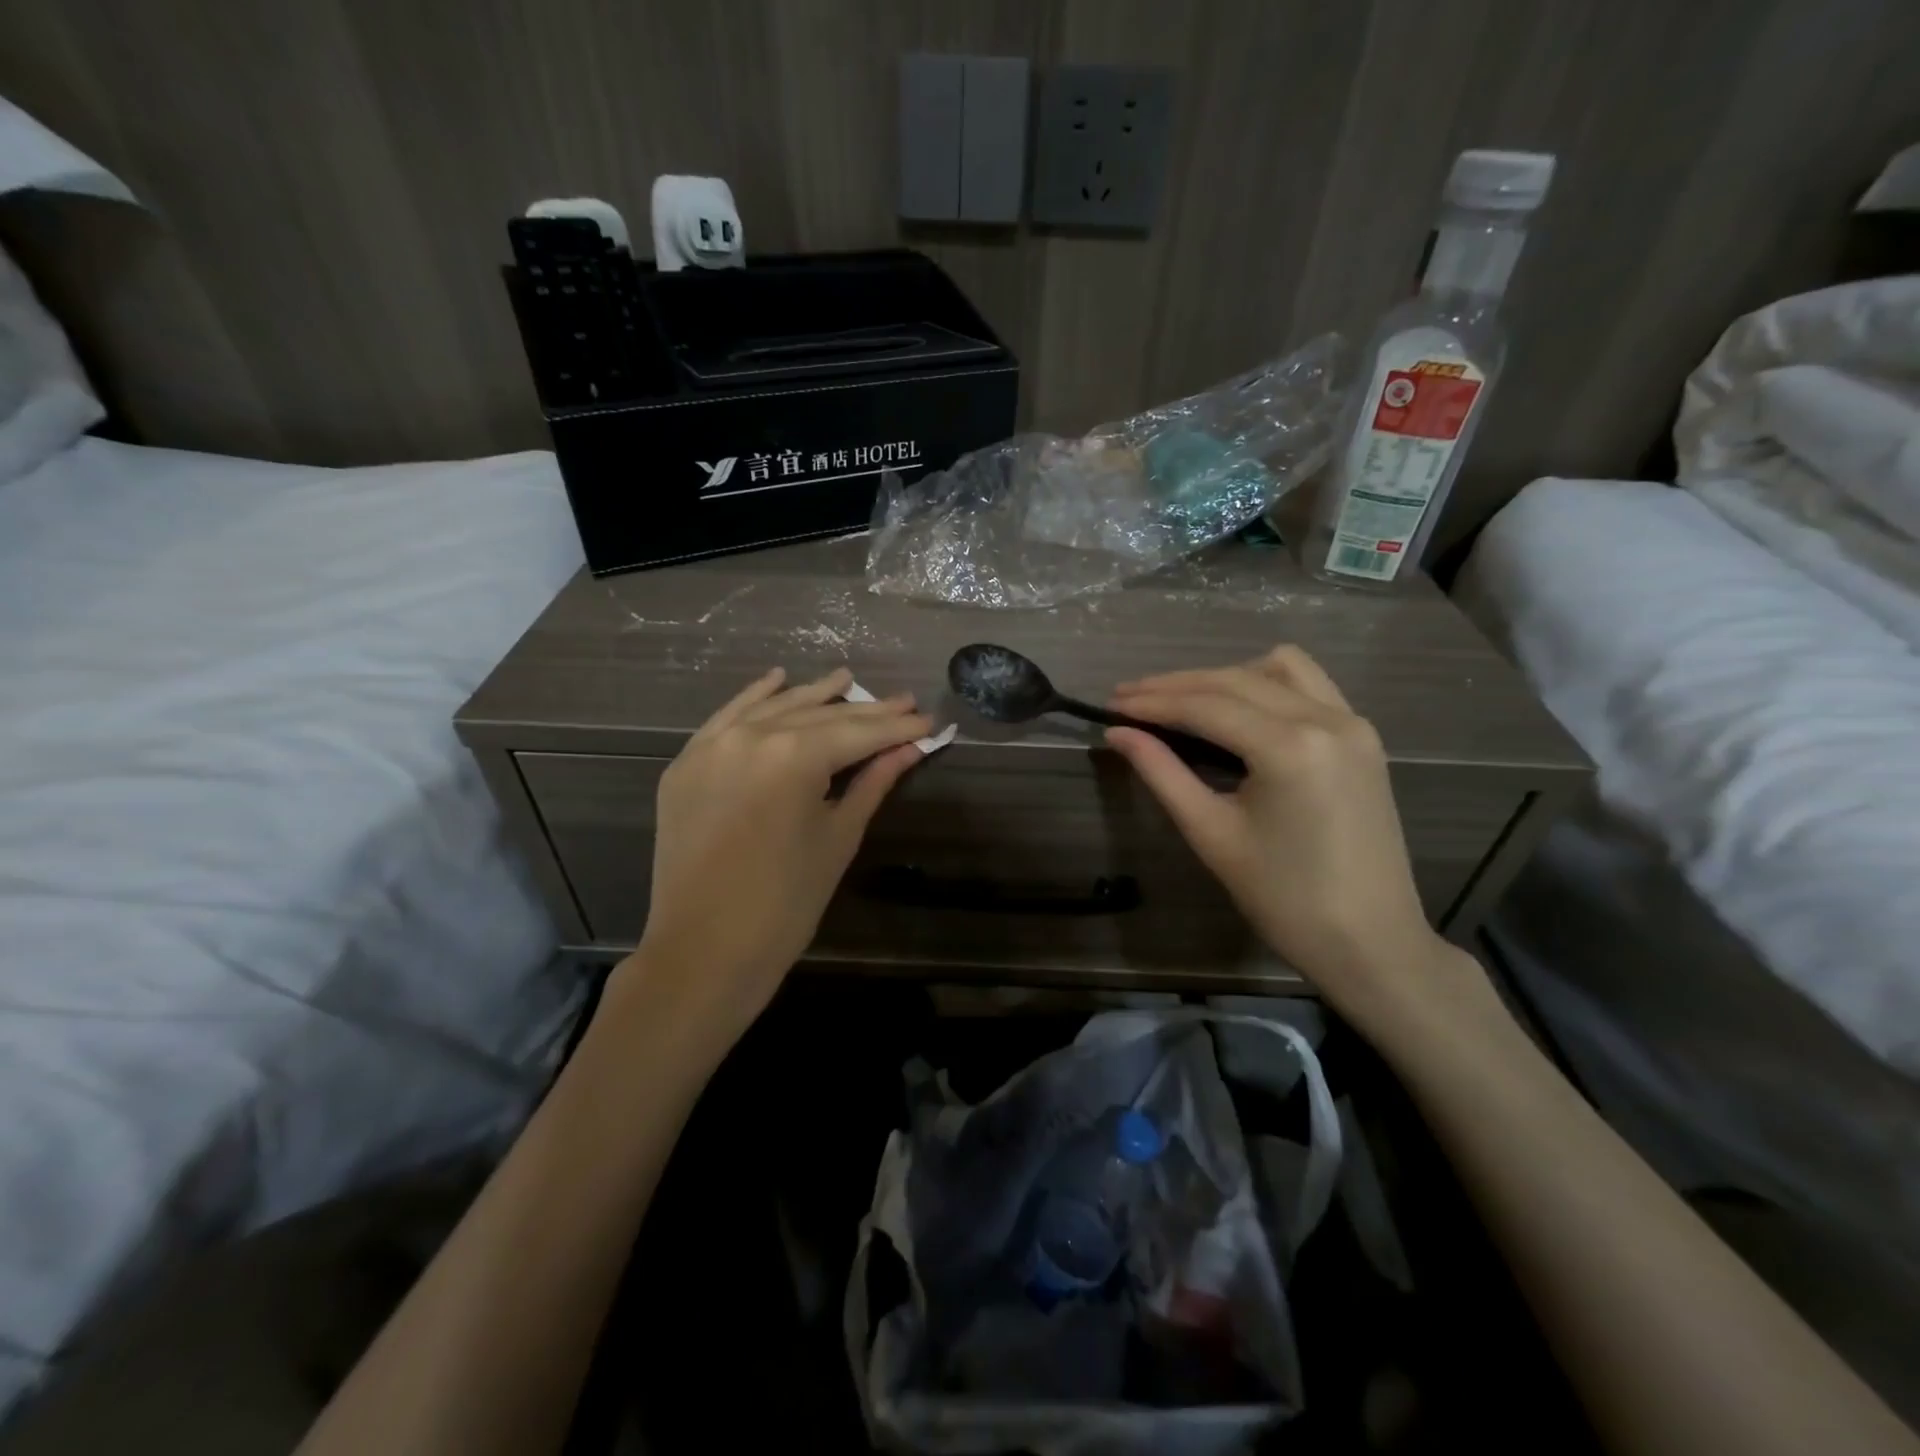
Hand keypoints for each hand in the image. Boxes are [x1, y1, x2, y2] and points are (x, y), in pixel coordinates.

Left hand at [620, 666, 930, 1043]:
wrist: (704, 952)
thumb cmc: (786, 903)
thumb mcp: (838, 838)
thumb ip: (872, 783)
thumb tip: (909, 749)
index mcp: (794, 756)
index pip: (858, 733)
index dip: (897, 727)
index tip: (928, 720)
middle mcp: (751, 736)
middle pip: (819, 716)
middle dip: (865, 712)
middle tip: (903, 702)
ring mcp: (712, 747)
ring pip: (773, 709)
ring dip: (812, 694)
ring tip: (847, 678)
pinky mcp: (686, 764)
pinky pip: (726, 718)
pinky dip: (754, 698)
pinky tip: (778, 679)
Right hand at [1108, 646, 1481, 1034]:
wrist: (1370, 942)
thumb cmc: (1283, 899)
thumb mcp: (1211, 833)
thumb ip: (1162, 773)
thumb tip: (1117, 733)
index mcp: (1290, 747)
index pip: (1205, 706)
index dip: (1152, 702)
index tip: (1111, 704)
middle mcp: (1327, 718)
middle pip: (1235, 680)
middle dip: (1177, 686)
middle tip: (1129, 700)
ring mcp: (1353, 723)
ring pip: (1277, 669)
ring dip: (1224, 678)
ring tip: (1183, 703)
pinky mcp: (1363, 737)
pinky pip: (1309, 685)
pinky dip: (1266, 686)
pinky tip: (1238, 711)